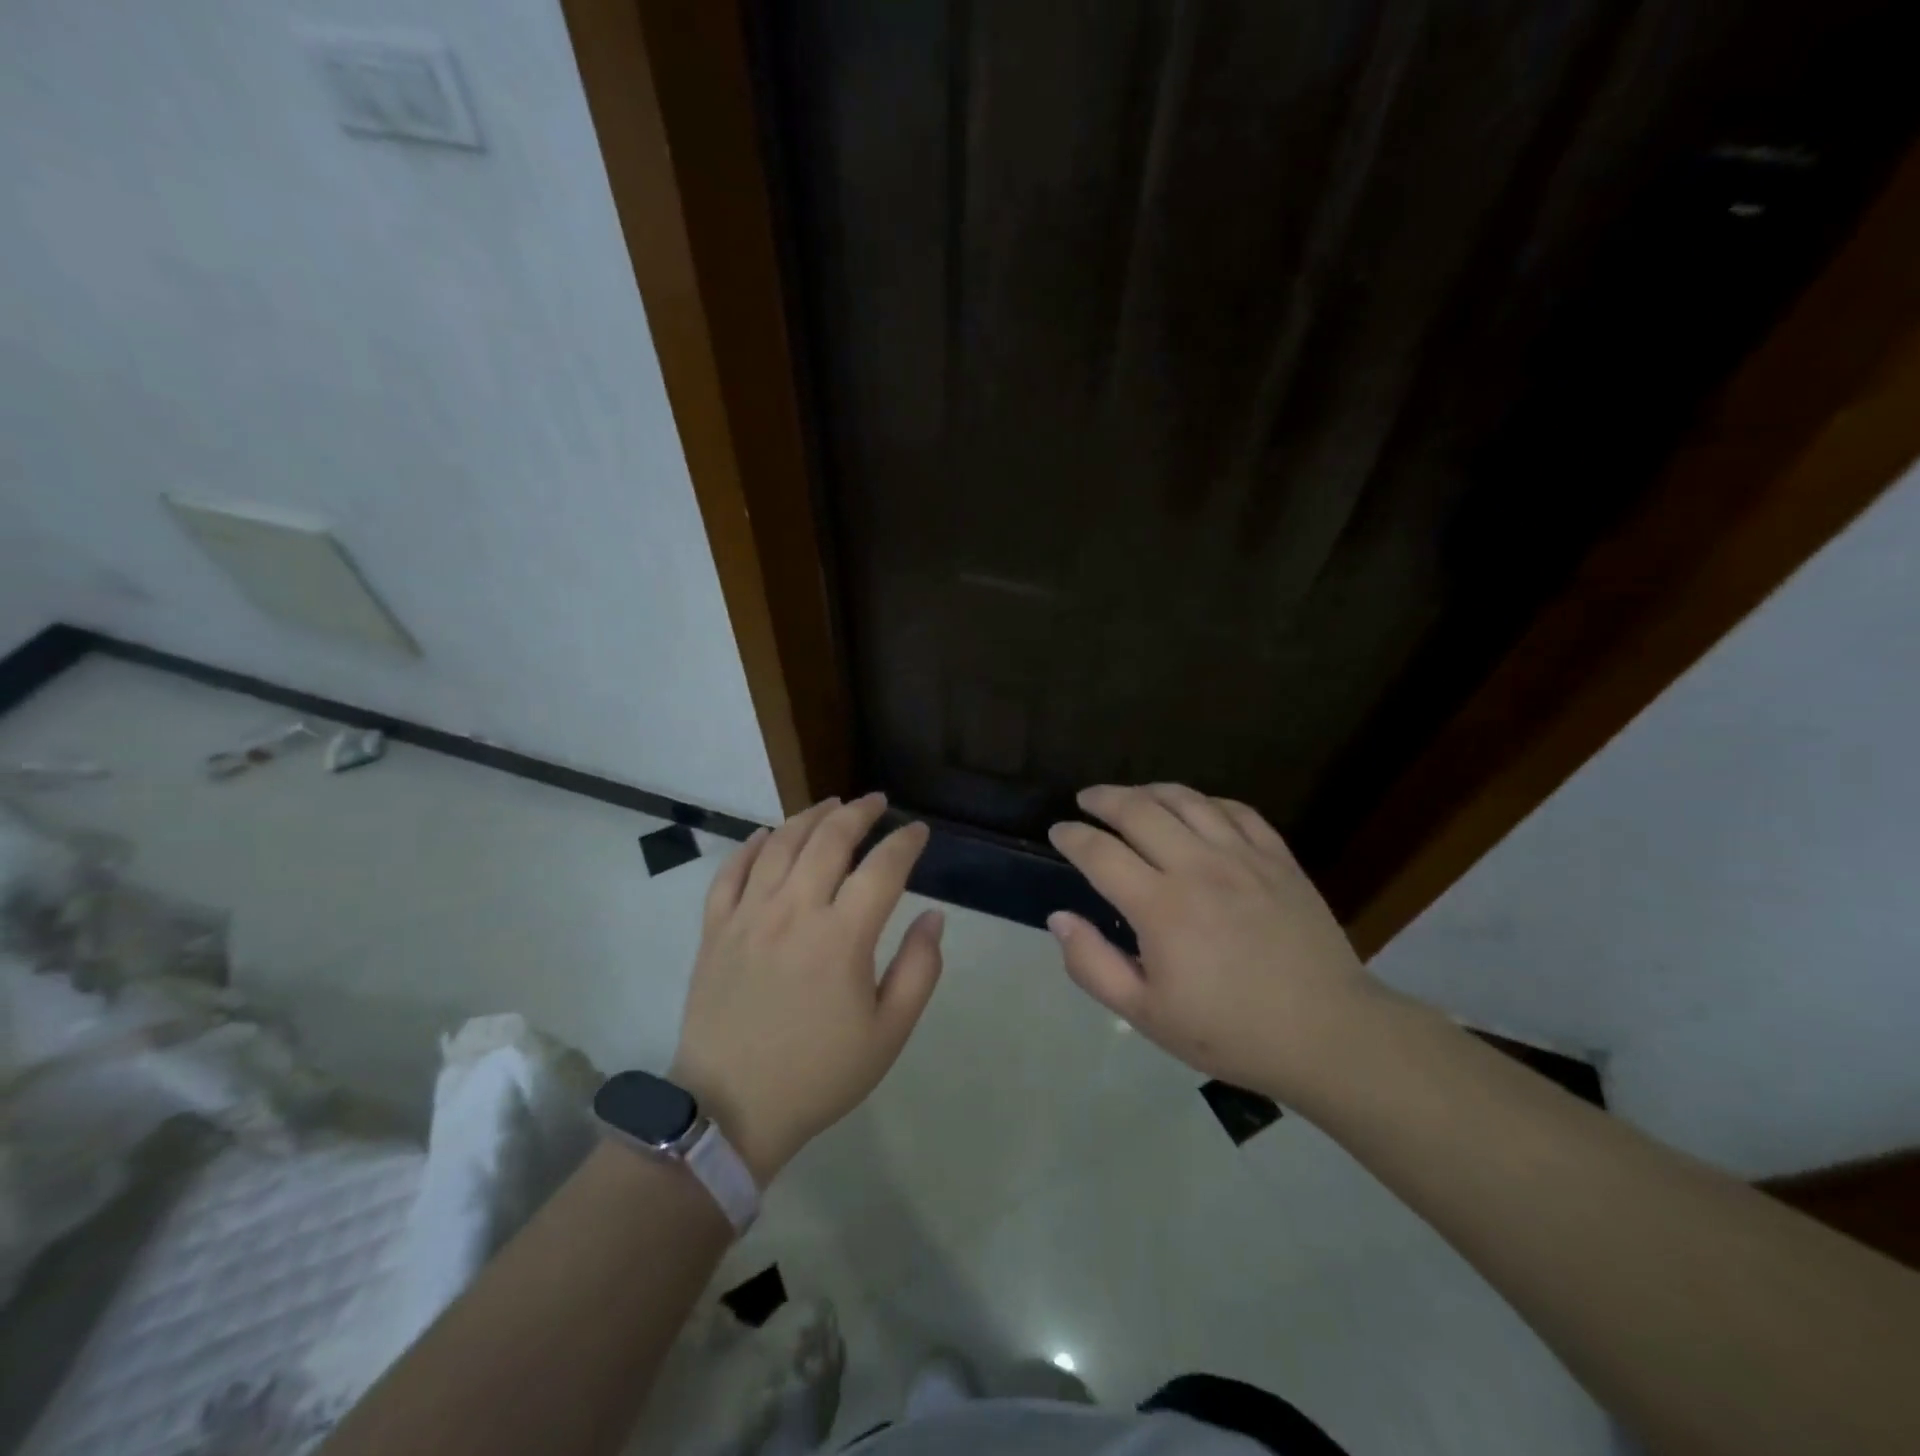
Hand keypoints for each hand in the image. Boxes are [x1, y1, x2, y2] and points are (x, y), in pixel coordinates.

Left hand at [671, 793, 944, 1183]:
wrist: (730, 1111)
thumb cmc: (819, 1074)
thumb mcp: (888, 1034)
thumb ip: (919, 969)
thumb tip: (933, 916)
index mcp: (842, 937)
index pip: (882, 868)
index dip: (905, 843)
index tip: (918, 831)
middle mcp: (794, 911)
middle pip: (829, 839)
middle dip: (858, 813)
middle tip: (876, 802)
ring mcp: (748, 916)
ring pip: (780, 844)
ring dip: (809, 816)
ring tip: (831, 804)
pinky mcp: (715, 929)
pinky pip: (730, 871)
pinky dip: (751, 845)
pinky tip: (767, 834)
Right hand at [1047, 783, 1382, 1102]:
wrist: (1328, 1034)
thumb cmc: (1229, 1031)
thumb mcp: (1146, 1015)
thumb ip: (1093, 965)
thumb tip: (1059, 918)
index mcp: (1161, 907)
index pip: (1100, 853)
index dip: (1071, 837)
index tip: (1058, 832)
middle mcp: (1198, 867)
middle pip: (1139, 810)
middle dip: (1103, 799)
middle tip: (1086, 801)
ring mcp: (1243, 857)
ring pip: (1187, 800)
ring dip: (1150, 791)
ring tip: (1133, 796)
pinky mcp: (1279, 858)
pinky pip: (1236, 810)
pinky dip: (1205, 802)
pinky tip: (1195, 810)